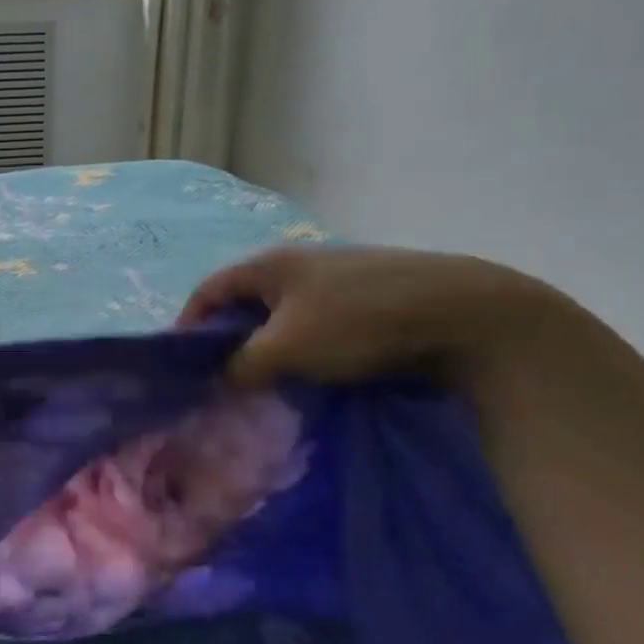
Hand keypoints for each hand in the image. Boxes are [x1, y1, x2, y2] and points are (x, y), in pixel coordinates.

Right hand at [178, 244, 562, 387]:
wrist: (462, 312)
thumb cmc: (358, 323)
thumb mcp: (287, 349)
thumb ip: (242, 365)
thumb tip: (220, 378)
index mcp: (270, 265)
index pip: (209, 290)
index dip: (188, 324)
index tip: (180, 363)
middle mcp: (298, 263)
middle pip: (244, 301)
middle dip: (227, 338)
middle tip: (220, 376)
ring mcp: (336, 277)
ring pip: (281, 314)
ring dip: (266, 345)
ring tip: (264, 380)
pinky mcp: (367, 296)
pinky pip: (314, 321)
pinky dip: (301, 346)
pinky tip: (311, 370)